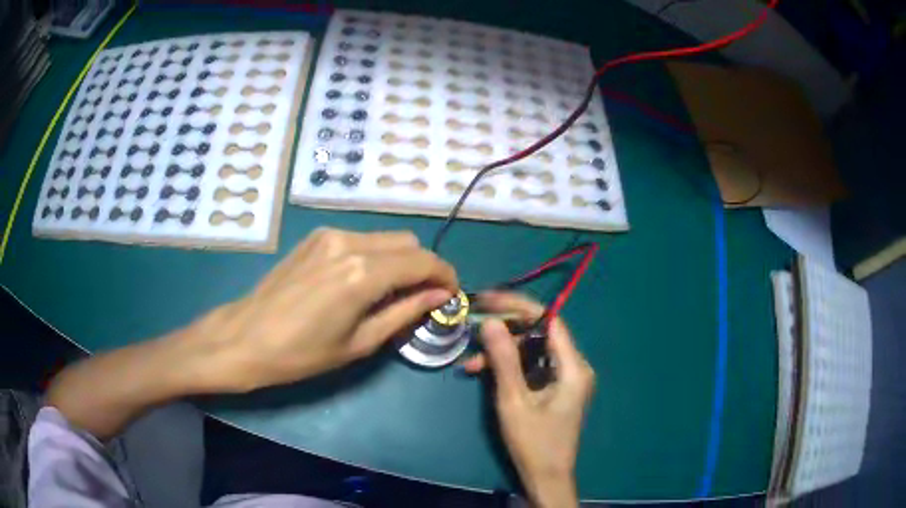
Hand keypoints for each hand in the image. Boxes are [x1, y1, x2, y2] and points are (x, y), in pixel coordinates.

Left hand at [179, 228, 457, 392]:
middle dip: (423, 267)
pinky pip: (360, 239)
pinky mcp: (315, 237)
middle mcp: (349, 242)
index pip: (423, 261)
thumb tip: (440, 296)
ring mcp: (329, 235)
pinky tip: (361, 282)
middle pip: (407, 242)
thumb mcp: (360, 342)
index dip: (445, 276)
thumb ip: (405, 312)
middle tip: (420, 298)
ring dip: (398, 261)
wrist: (244, 337)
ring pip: (384, 238)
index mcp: (362, 273)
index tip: (451, 295)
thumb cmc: (301, 353)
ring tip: (390, 293)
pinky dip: (374, 256)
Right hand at [462, 293, 594, 507]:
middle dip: (505, 332)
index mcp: (572, 367)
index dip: (518, 306)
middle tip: (474, 328)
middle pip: (539, 333)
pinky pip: (532, 366)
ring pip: (533, 350)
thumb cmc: (533, 442)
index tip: (488, 300)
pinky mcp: (556, 387)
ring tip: (471, 363)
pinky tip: (484, 372)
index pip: (549, 320)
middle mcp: (574, 366)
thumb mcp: (514, 401)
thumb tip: (491, 322)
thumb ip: (503, 360)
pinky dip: (510, 367)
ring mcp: (566, 377)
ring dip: (503, 353)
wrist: (546, 476)